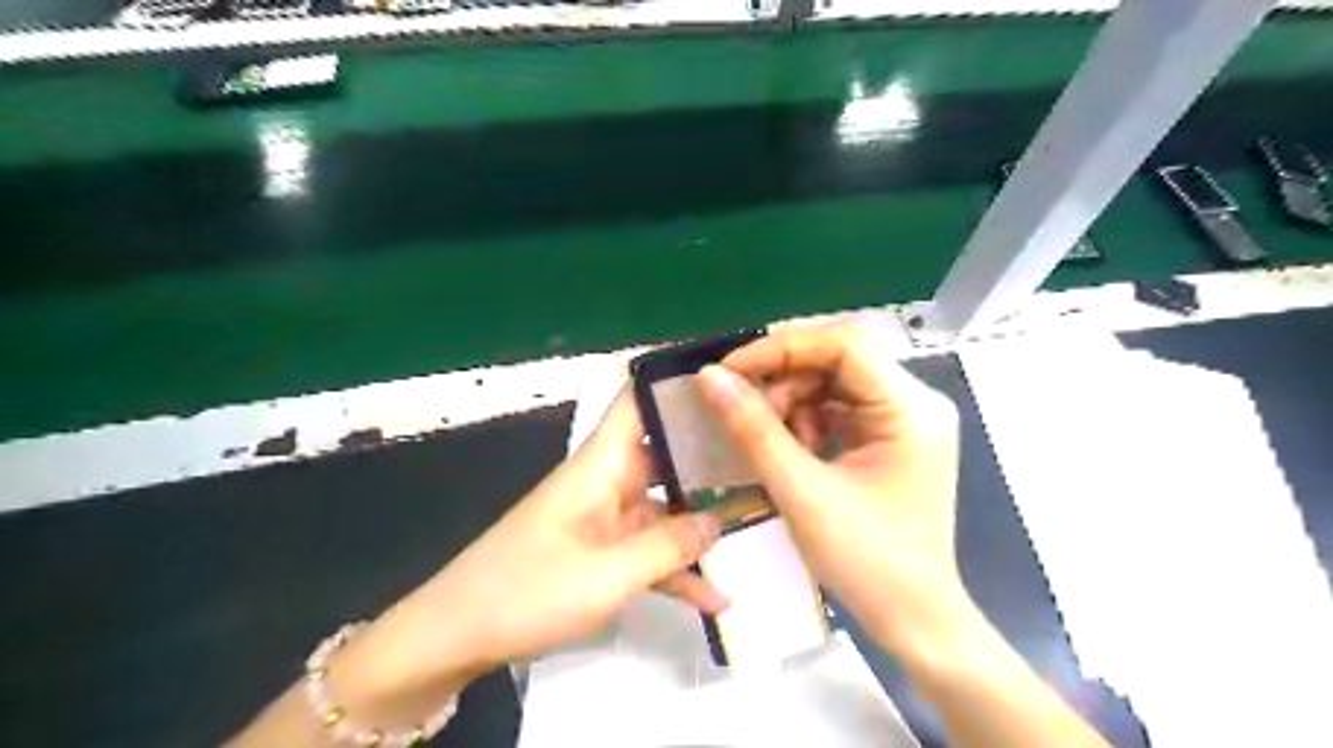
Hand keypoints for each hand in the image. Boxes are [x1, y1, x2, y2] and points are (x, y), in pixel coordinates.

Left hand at [323, 392, 724, 723]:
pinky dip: (676, 569)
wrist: (455, 636)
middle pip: (664, 455)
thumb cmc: (527, 591)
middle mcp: (605, 480)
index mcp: (600, 464)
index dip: (676, 385)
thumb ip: (669, 546)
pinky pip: (646, 550)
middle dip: (711, 458)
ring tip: (756, 529)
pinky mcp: (598, 552)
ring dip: (700, 525)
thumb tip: (718, 521)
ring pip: (662, 508)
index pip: (637, 401)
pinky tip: (714, 598)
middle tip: (766, 460)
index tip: (729, 384)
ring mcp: (603, 518)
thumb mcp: (608, 574)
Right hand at [699, 329, 971, 660]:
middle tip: (744, 408)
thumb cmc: (867, 562)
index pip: (844, 346)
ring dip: (792, 402)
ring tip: (770, 440)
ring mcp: (904, 420)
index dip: (782, 349)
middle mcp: (915, 402)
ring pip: (833, 382)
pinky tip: (791, 450)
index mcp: (911, 409)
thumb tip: (709, 377)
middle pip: (839, 360)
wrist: (913, 620)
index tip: (730, 370)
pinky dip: (805, 421)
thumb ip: (753, 429)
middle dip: (785, 379)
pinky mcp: (889, 438)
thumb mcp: (802, 492)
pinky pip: (838, 408)